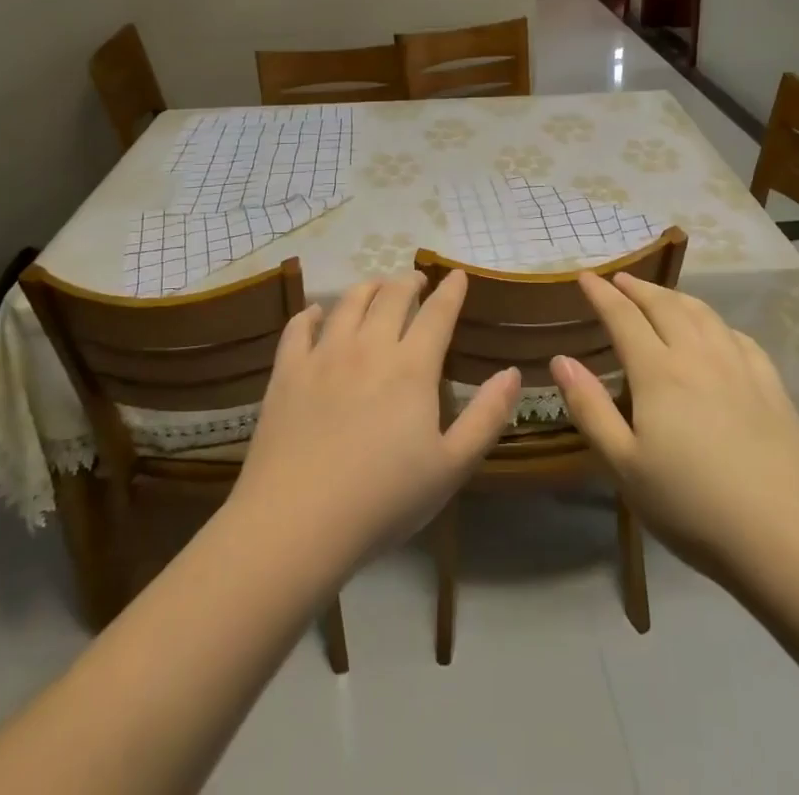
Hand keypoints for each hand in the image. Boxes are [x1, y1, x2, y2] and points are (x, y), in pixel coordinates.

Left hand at [233, 271, 521, 573]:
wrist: (297, 522)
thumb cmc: (383, 500)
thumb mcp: (451, 467)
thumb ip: (486, 416)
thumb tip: (511, 373)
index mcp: (411, 367)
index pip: (437, 313)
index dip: (451, 290)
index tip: (458, 274)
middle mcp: (368, 347)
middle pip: (392, 296)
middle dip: (409, 282)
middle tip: (417, 281)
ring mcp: (323, 355)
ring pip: (348, 302)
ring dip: (368, 288)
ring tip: (376, 288)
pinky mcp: (287, 372)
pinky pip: (299, 327)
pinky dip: (311, 313)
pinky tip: (316, 313)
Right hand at [553, 272, 798, 584]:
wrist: (789, 538)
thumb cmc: (693, 506)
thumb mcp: (625, 466)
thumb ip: (590, 408)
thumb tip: (561, 359)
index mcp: (658, 372)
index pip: (623, 317)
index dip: (601, 294)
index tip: (585, 276)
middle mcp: (698, 355)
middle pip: (664, 305)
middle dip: (637, 288)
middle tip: (619, 279)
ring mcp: (740, 367)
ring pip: (703, 313)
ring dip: (675, 296)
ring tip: (660, 295)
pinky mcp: (771, 386)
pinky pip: (737, 336)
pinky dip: (715, 321)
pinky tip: (716, 331)